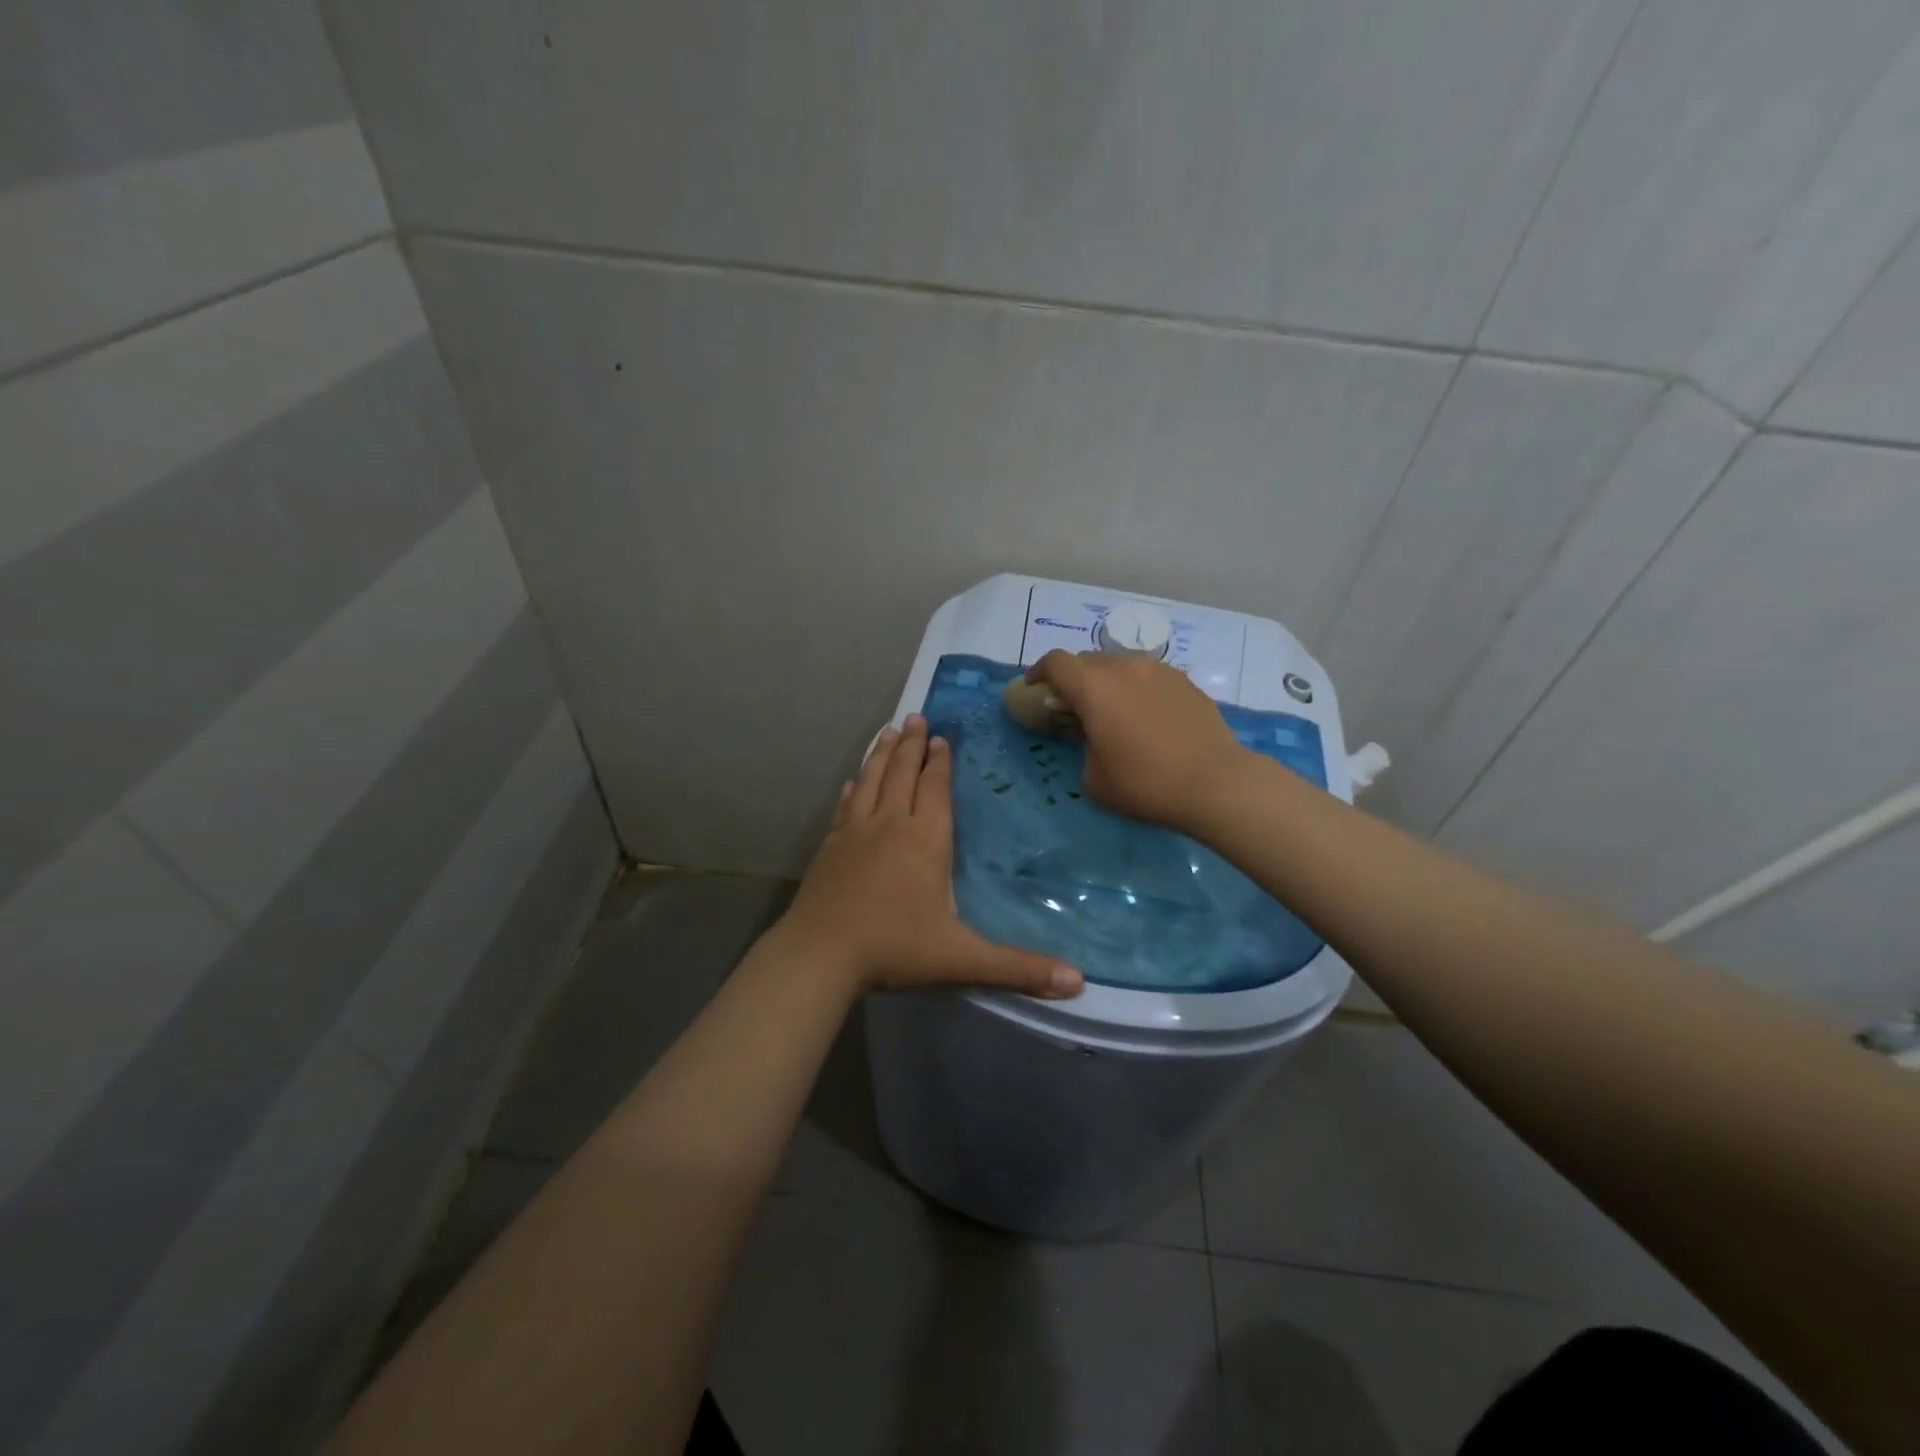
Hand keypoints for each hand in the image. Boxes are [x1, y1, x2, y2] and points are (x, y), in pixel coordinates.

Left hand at [773, 715, 1083, 999]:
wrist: (819, 956)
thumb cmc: (894, 950)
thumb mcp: (963, 960)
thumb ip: (1019, 968)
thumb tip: (1079, 982)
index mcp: (925, 841)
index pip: (935, 789)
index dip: (940, 762)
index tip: (941, 738)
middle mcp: (889, 825)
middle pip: (902, 774)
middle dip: (911, 745)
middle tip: (915, 717)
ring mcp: (854, 833)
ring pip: (871, 781)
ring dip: (881, 755)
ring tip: (887, 732)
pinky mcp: (829, 847)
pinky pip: (844, 806)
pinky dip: (853, 788)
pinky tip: (852, 782)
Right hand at [1024, 650, 1248, 829]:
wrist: (1215, 782)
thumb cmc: (1145, 783)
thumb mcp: (1094, 778)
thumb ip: (1083, 747)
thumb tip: (1094, 736)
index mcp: (1094, 687)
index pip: (1056, 662)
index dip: (1039, 672)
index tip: (1034, 688)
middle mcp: (1125, 667)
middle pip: (1088, 661)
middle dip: (1074, 679)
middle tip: (1074, 707)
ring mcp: (1159, 670)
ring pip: (1121, 665)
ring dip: (1107, 682)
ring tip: (1113, 711)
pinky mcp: (1185, 682)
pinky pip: (1148, 677)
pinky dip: (1137, 689)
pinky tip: (1146, 717)